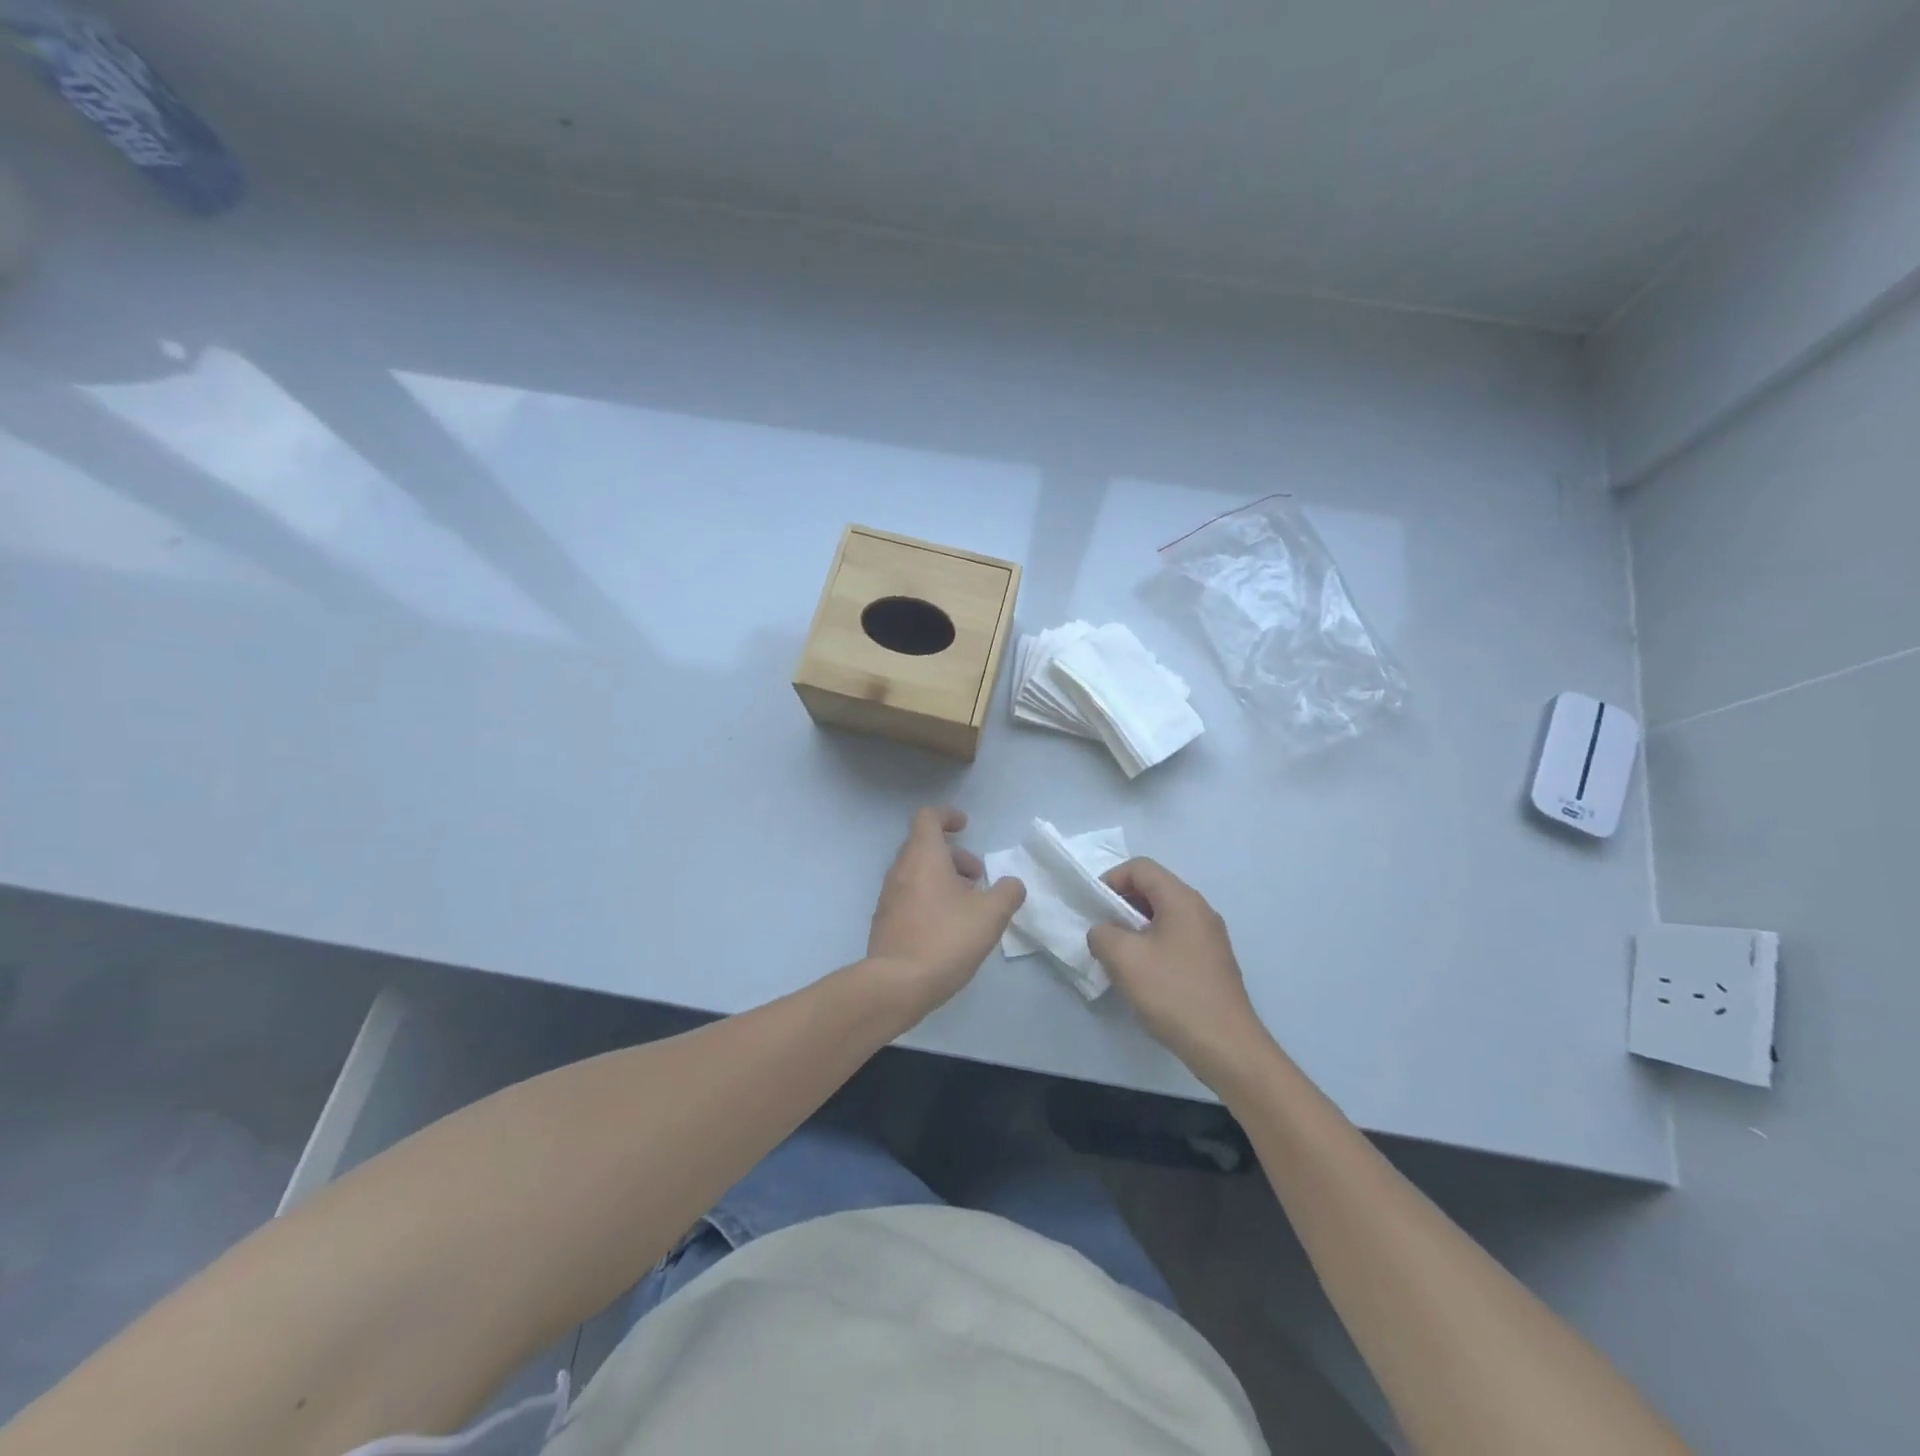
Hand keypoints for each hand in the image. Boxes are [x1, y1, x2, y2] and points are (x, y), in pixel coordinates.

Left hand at [867, 807, 1024, 1016]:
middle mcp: (900, 869)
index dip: (947, 816)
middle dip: (953, 855)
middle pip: (923, 846)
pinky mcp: (884, 921)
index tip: (965, 826)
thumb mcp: (991, 914)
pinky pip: (909, 896)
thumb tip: (1012, 884)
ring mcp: (888, 896)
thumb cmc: (946, 938)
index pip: (927, 817)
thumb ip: (1007, 893)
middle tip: (977, 876)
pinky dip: (929, 898)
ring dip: (942, 878)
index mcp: (923, 856)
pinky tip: (947, 927)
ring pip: (916, 873)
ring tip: (967, 905)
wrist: (897, 984)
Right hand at [1087, 859, 1271, 1084]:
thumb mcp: (1123, 958)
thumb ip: (1102, 934)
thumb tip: (1104, 933)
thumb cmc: (1173, 993)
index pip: (1141, 868)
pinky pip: (1175, 939)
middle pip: (1154, 889)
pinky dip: (1153, 946)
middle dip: (1122, 904)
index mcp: (1182, 899)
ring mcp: (1210, 938)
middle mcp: (1200, 911)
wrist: (1226, 1046)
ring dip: (1135, 928)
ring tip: (1118, 956)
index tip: (1093, 907)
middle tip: (1101, 931)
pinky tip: (1143, 976)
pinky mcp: (1212, 963)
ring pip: (1164, 916)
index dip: (1111, 879)